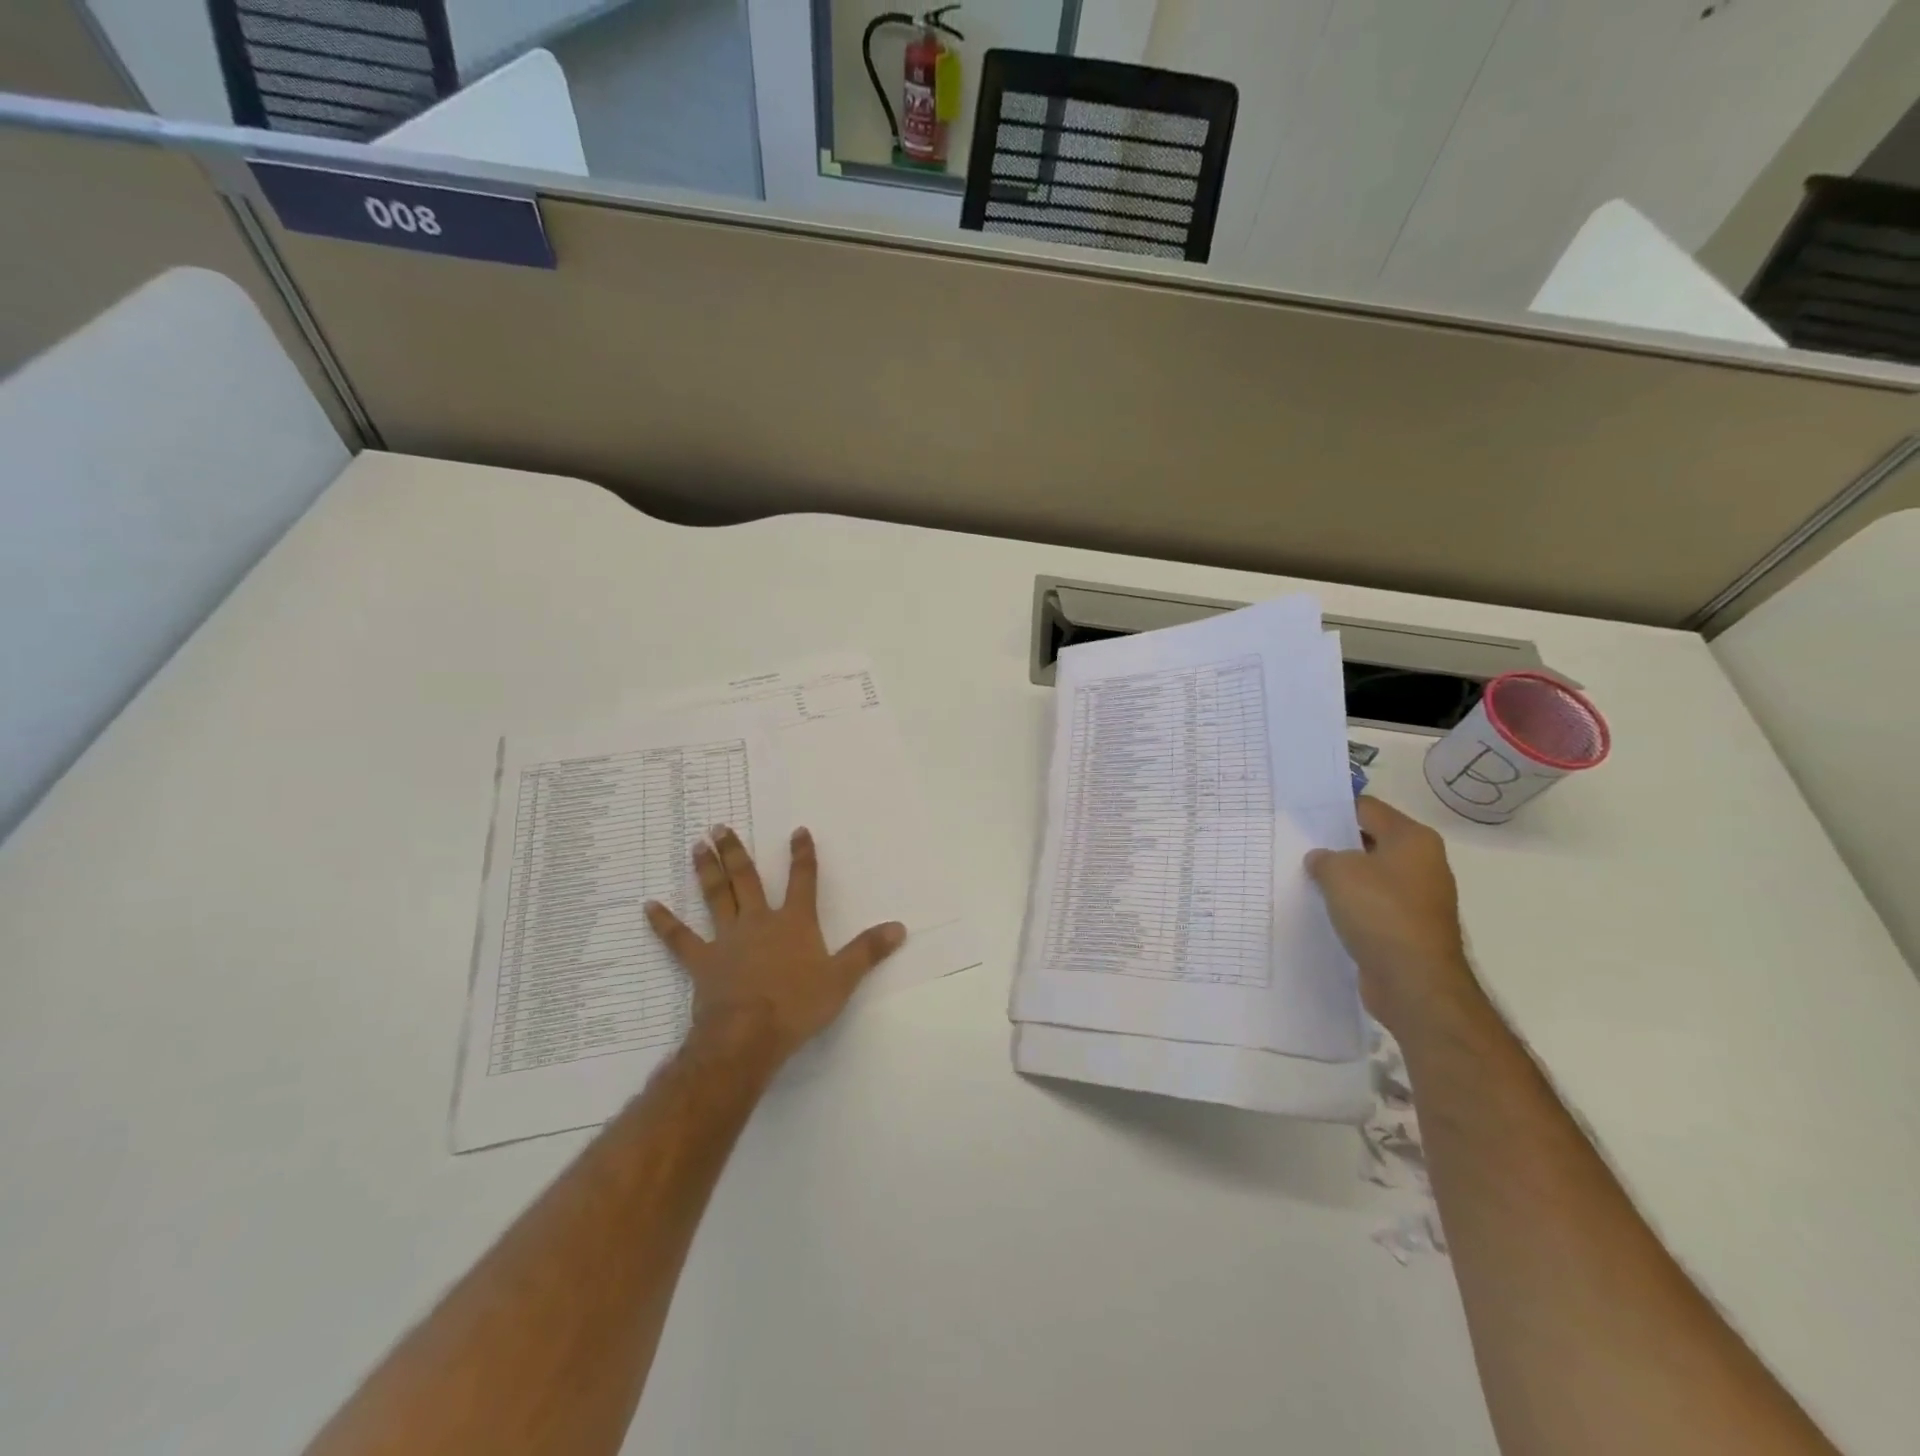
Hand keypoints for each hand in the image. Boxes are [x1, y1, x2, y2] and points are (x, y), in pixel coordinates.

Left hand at [645, 825, 906, 1066]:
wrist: (747, 1035)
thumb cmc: (798, 1005)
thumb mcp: (842, 979)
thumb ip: (868, 951)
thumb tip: (900, 928)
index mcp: (794, 922)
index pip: (802, 880)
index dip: (802, 855)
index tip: (798, 831)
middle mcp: (759, 922)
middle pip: (747, 880)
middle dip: (736, 852)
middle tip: (719, 827)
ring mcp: (727, 939)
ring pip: (715, 897)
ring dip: (706, 870)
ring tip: (698, 846)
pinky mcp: (702, 962)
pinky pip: (679, 939)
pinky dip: (664, 922)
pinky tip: (648, 906)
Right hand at [1304, 796, 1481, 1036]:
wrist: (1415, 982)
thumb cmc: (1380, 913)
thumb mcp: (1338, 872)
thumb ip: (1324, 857)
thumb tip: (1322, 860)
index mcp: (1412, 839)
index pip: (1367, 808)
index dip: (1333, 808)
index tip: (1302, 815)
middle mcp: (1422, 863)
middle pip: (1370, 841)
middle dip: (1336, 844)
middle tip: (1297, 845)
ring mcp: (1418, 898)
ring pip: (1370, 875)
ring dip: (1342, 878)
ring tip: (1305, 878)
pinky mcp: (1408, 928)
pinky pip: (1373, 905)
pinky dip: (1351, 905)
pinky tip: (1324, 910)